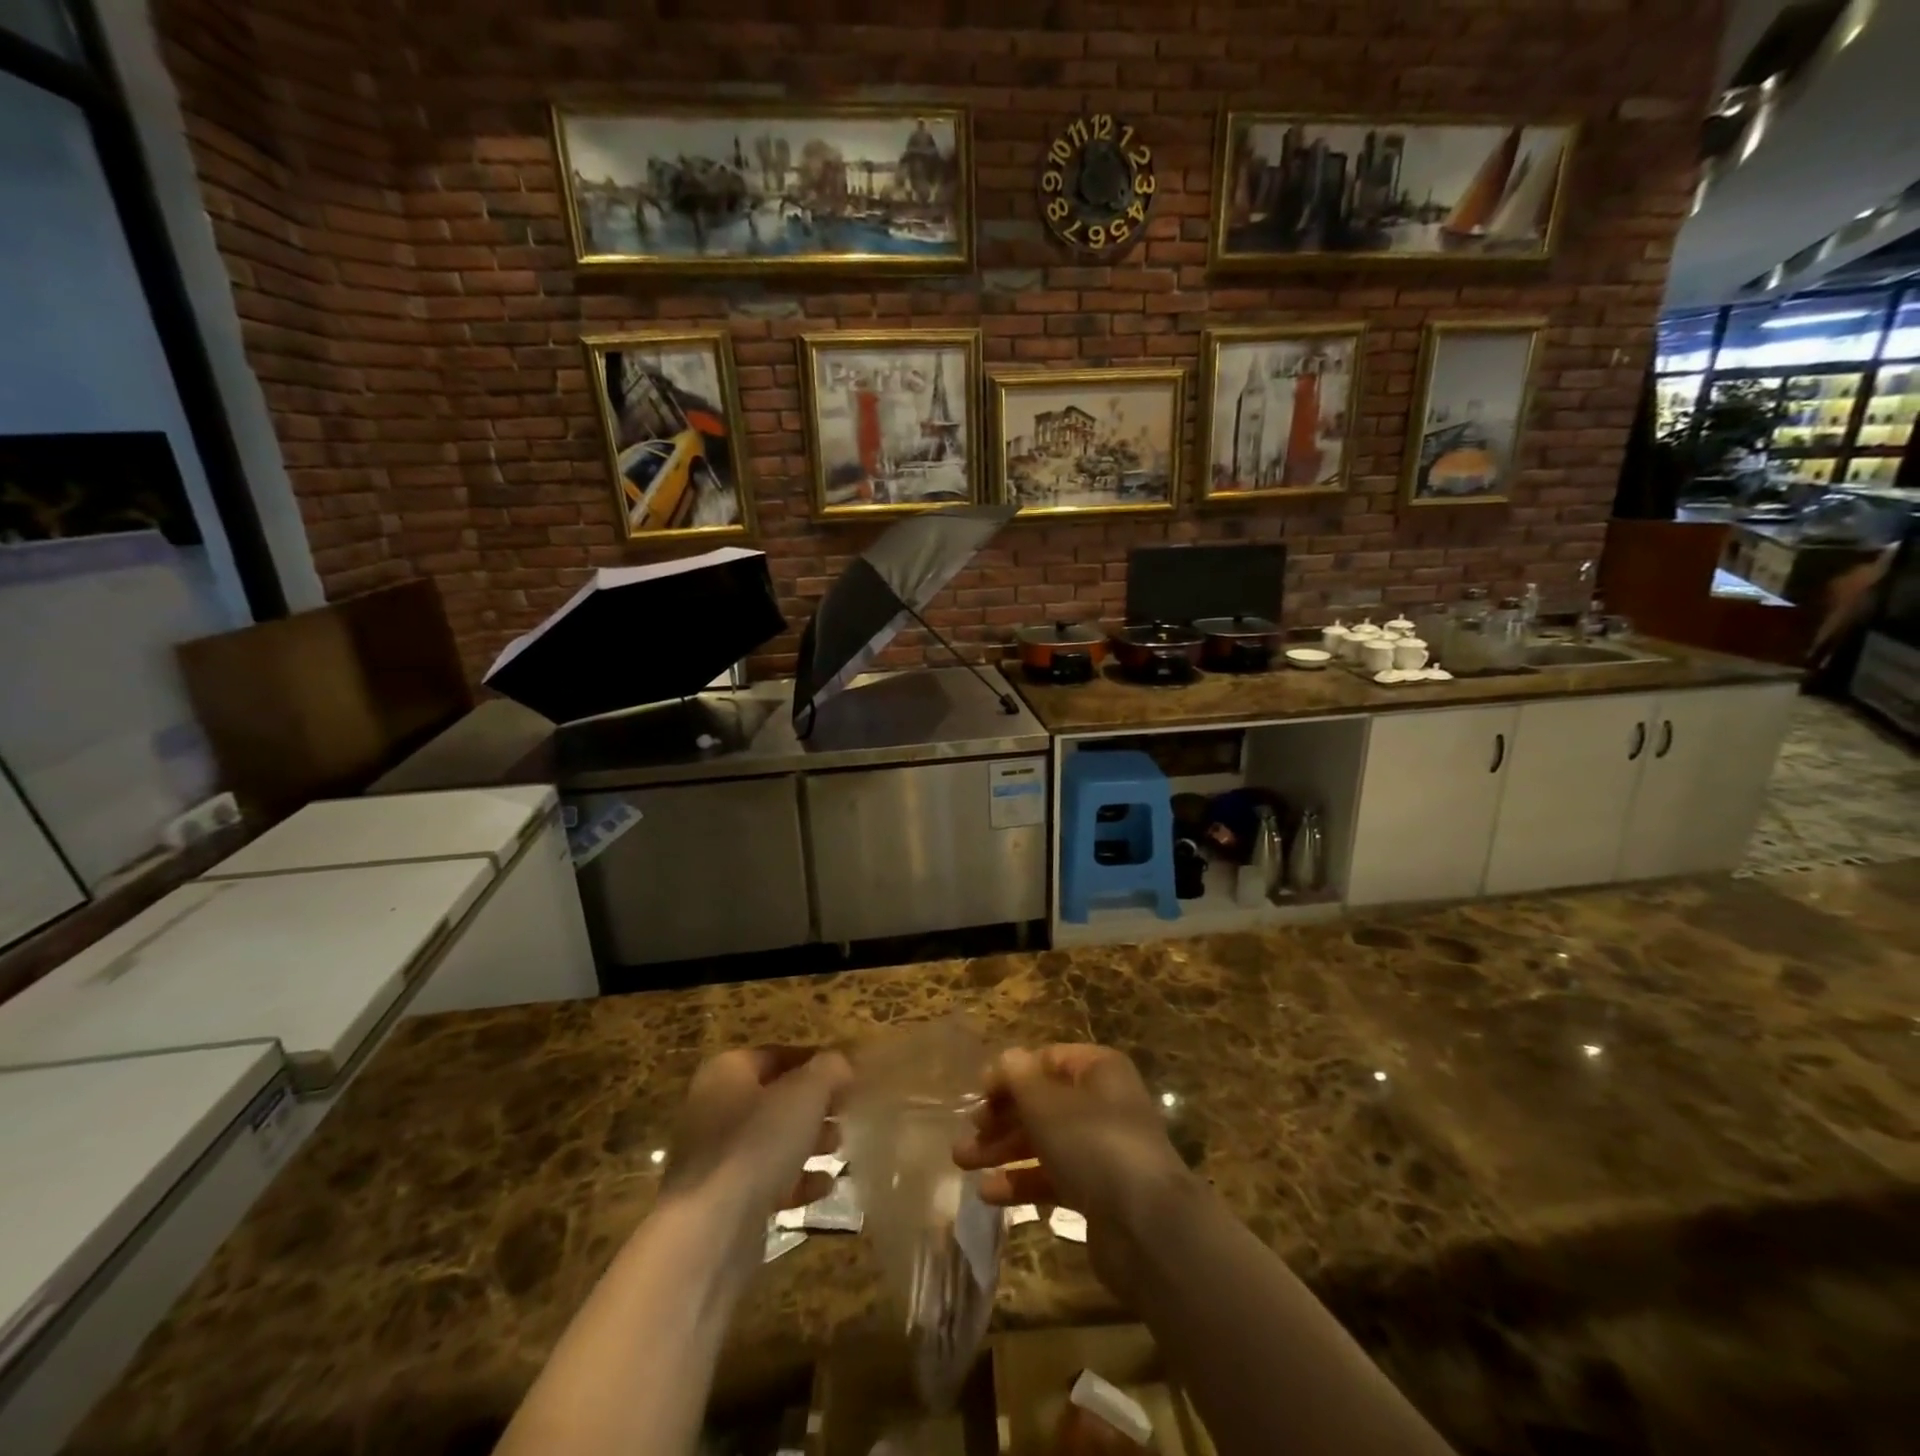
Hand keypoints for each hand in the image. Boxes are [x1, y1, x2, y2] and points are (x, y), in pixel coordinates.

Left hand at [662, 1047, 851, 1216]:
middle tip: (848, 1113)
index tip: (848, 1075)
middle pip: (775, 1098)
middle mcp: (715, 1108)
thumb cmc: (758, 1143)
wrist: (710, 1231)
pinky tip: (826, 1187)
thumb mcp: (805, 1094)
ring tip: (841, 1148)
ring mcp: (715, 1156)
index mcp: (727, 1071)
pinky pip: (767, 1179)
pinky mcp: (722, 1200)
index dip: (816, 1062)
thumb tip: (841, 1064)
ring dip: (809, 1143)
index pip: (778, 1055)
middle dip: (815, 1106)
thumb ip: (828, 1070)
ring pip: (772, 1140)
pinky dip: (797, 1180)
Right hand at [953, 1045, 1192, 1285]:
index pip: (1046, 1060)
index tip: (979, 1094)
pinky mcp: (1098, 1192)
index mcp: (1098, 1070)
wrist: (1146, 1226)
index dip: (1011, 1074)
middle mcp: (1102, 1104)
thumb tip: (1007, 1059)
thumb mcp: (1046, 1103)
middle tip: (967, 1133)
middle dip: (1002, 1117)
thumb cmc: (1092, 1144)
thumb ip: (1019, 1078)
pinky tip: (988, 1194)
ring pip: (1044, 1141)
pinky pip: (1054, 1177)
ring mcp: (1102, 1149)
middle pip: (1043, 1102)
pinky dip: (1023, 1182)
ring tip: (963, 1163)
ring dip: (1004, 1150)